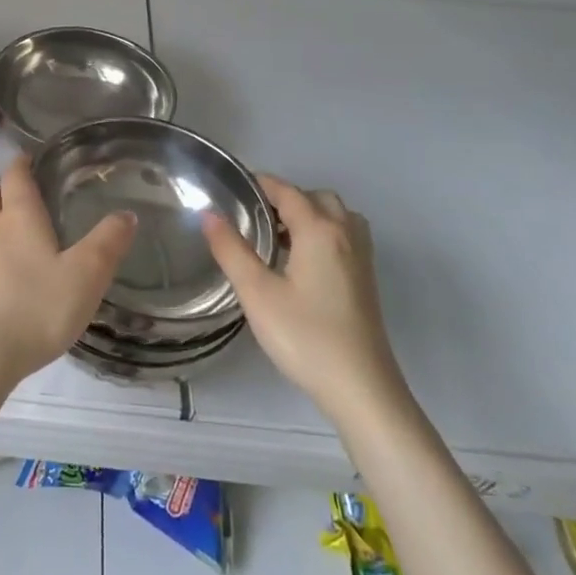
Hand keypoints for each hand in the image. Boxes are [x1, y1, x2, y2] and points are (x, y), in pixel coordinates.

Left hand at [0, 156, 134, 389]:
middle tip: (26, 204)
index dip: (23, 164)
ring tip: (15, 245)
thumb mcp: (86, 276)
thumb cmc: (35, 309)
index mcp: (18, 217)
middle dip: (4, 193)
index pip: (15, 175)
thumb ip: (107, 243)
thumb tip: (126, 213)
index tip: (31, 159)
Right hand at [203, 177, 405, 418]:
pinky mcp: (366, 281)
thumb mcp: (257, 293)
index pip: (287, 191)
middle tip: (254, 217)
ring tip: (277, 238)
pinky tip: (300, 262)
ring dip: (308, 215)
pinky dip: (322, 234)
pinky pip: (344, 237)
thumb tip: (209, 214)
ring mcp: (361, 258)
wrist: (361, 390)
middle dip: (286, 198)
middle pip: (316, 198)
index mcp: (319, 230)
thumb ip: (231, 250)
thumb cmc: (305, 337)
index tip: (232, 187)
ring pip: (335, 217)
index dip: (260, 184)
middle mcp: (345, 235)